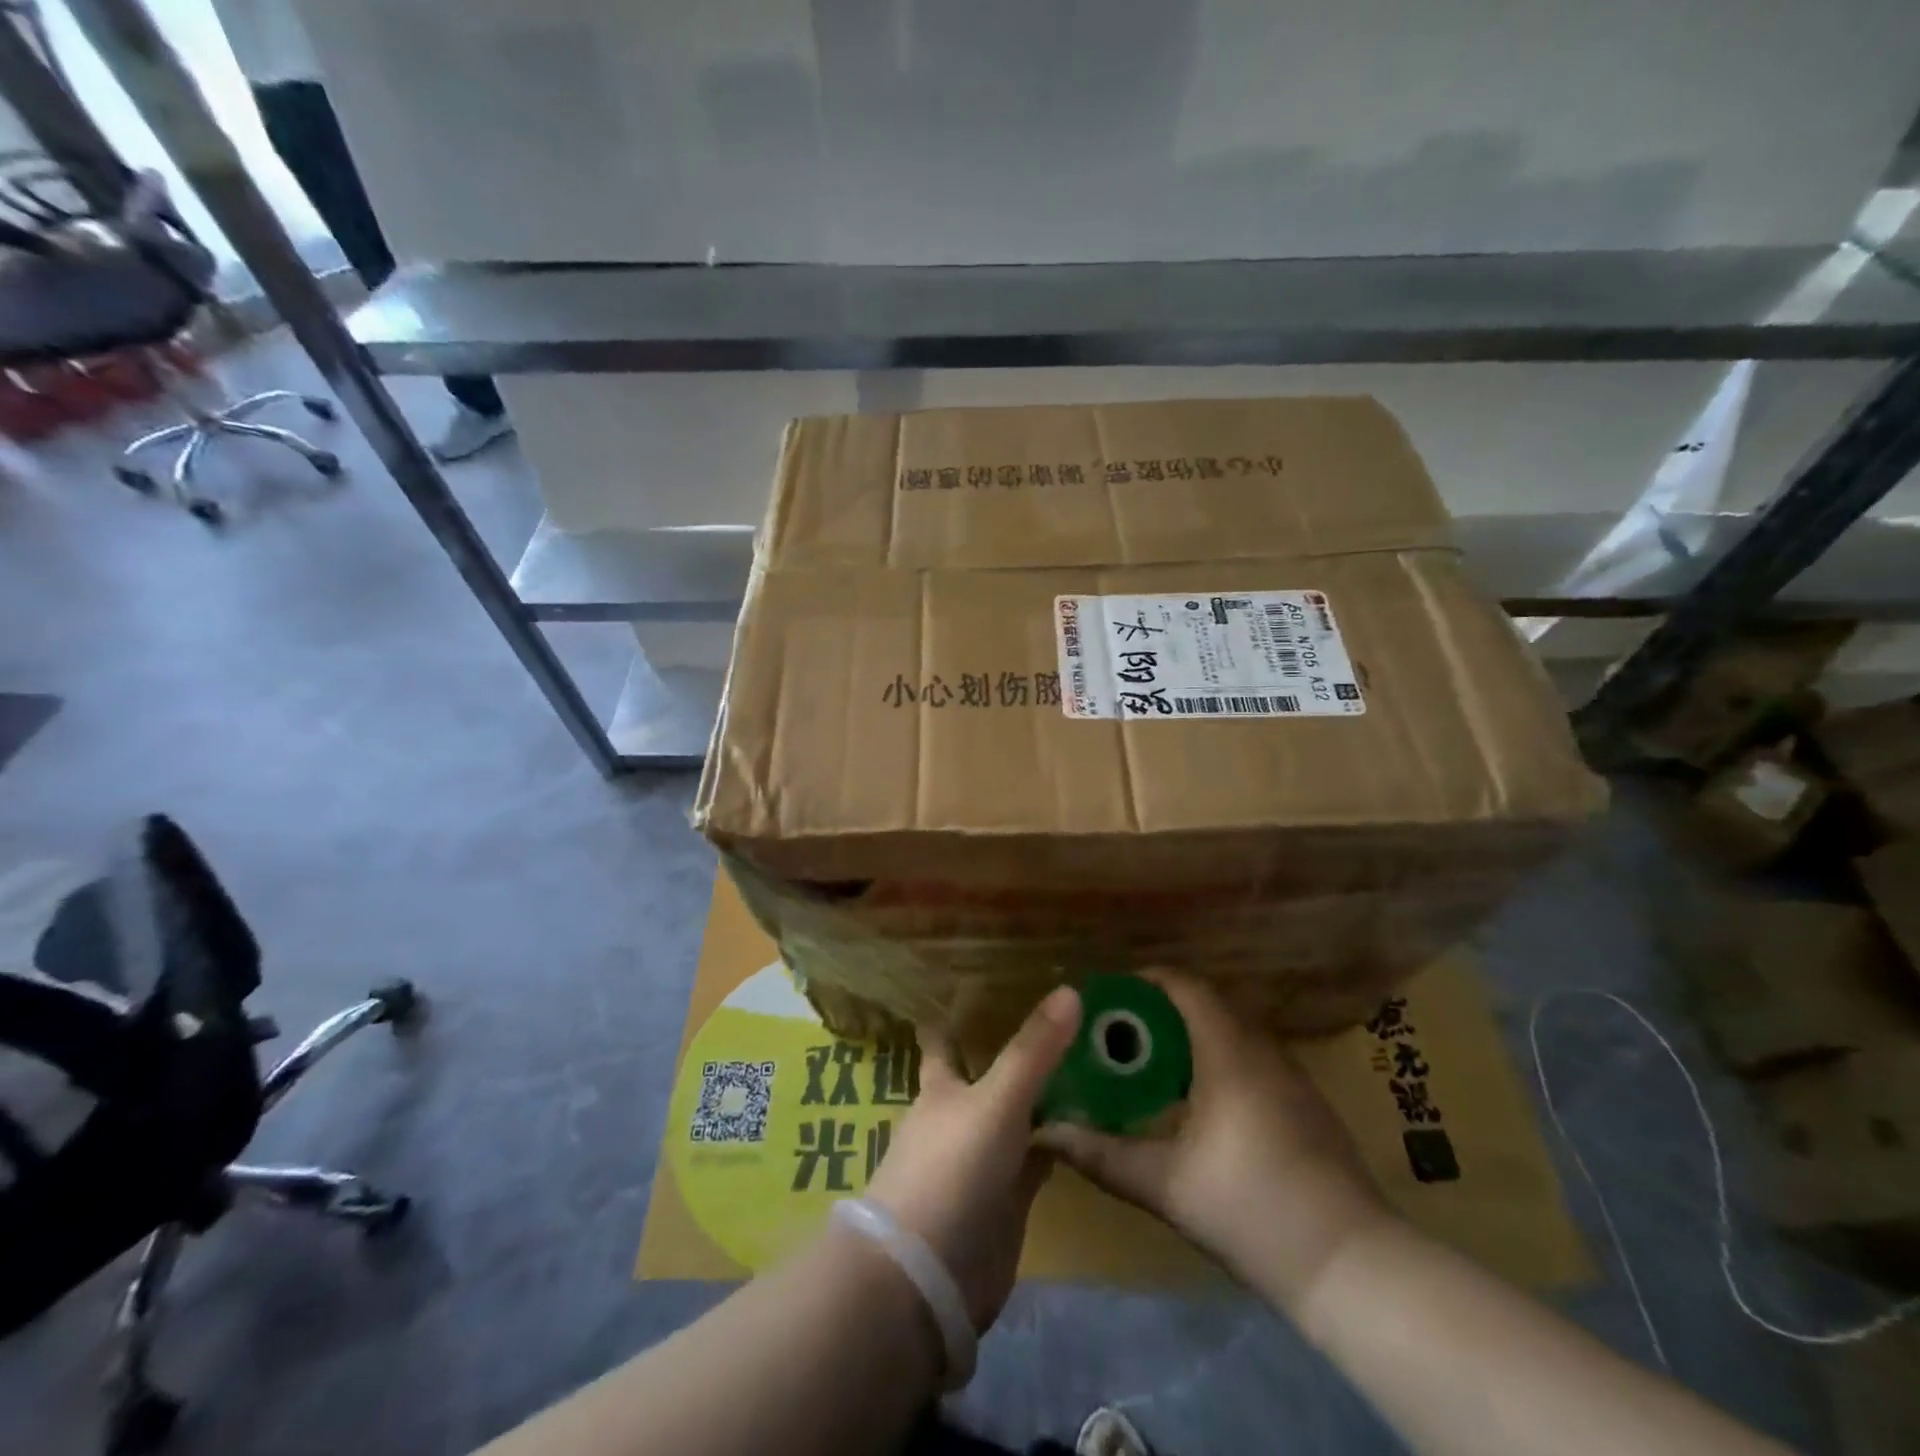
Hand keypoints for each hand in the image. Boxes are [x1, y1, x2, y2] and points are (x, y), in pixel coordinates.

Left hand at [863, 986, 1079, 1331]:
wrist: (928, 1276)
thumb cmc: (951, 1169)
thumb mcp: (996, 1101)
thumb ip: (1033, 1050)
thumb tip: (1070, 990)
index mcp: (942, 1088)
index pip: (943, 1043)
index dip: (953, 1019)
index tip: (975, 989)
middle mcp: (960, 1118)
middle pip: (987, 1078)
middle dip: (1015, 1055)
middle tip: (1061, 1022)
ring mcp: (982, 1161)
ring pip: (1016, 1119)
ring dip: (1043, 1099)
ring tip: (1087, 1065)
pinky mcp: (1006, 1202)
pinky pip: (1037, 1162)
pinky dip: (1058, 1146)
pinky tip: (1089, 1129)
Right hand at [1037, 973, 1391, 1311]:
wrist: (1352, 1266)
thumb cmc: (1251, 1209)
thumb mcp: (1165, 1185)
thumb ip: (1102, 1155)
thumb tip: (1045, 1133)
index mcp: (1229, 1051)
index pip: (1184, 987)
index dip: (1144, 982)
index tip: (1108, 999)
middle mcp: (1263, 1048)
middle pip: (1205, 1005)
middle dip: (1159, 1013)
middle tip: (1118, 1037)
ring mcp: (1291, 1075)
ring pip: (1231, 1032)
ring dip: (1190, 1038)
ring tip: (1148, 1066)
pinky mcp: (1306, 1103)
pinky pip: (1251, 1058)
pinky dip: (1217, 1060)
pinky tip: (1198, 1103)